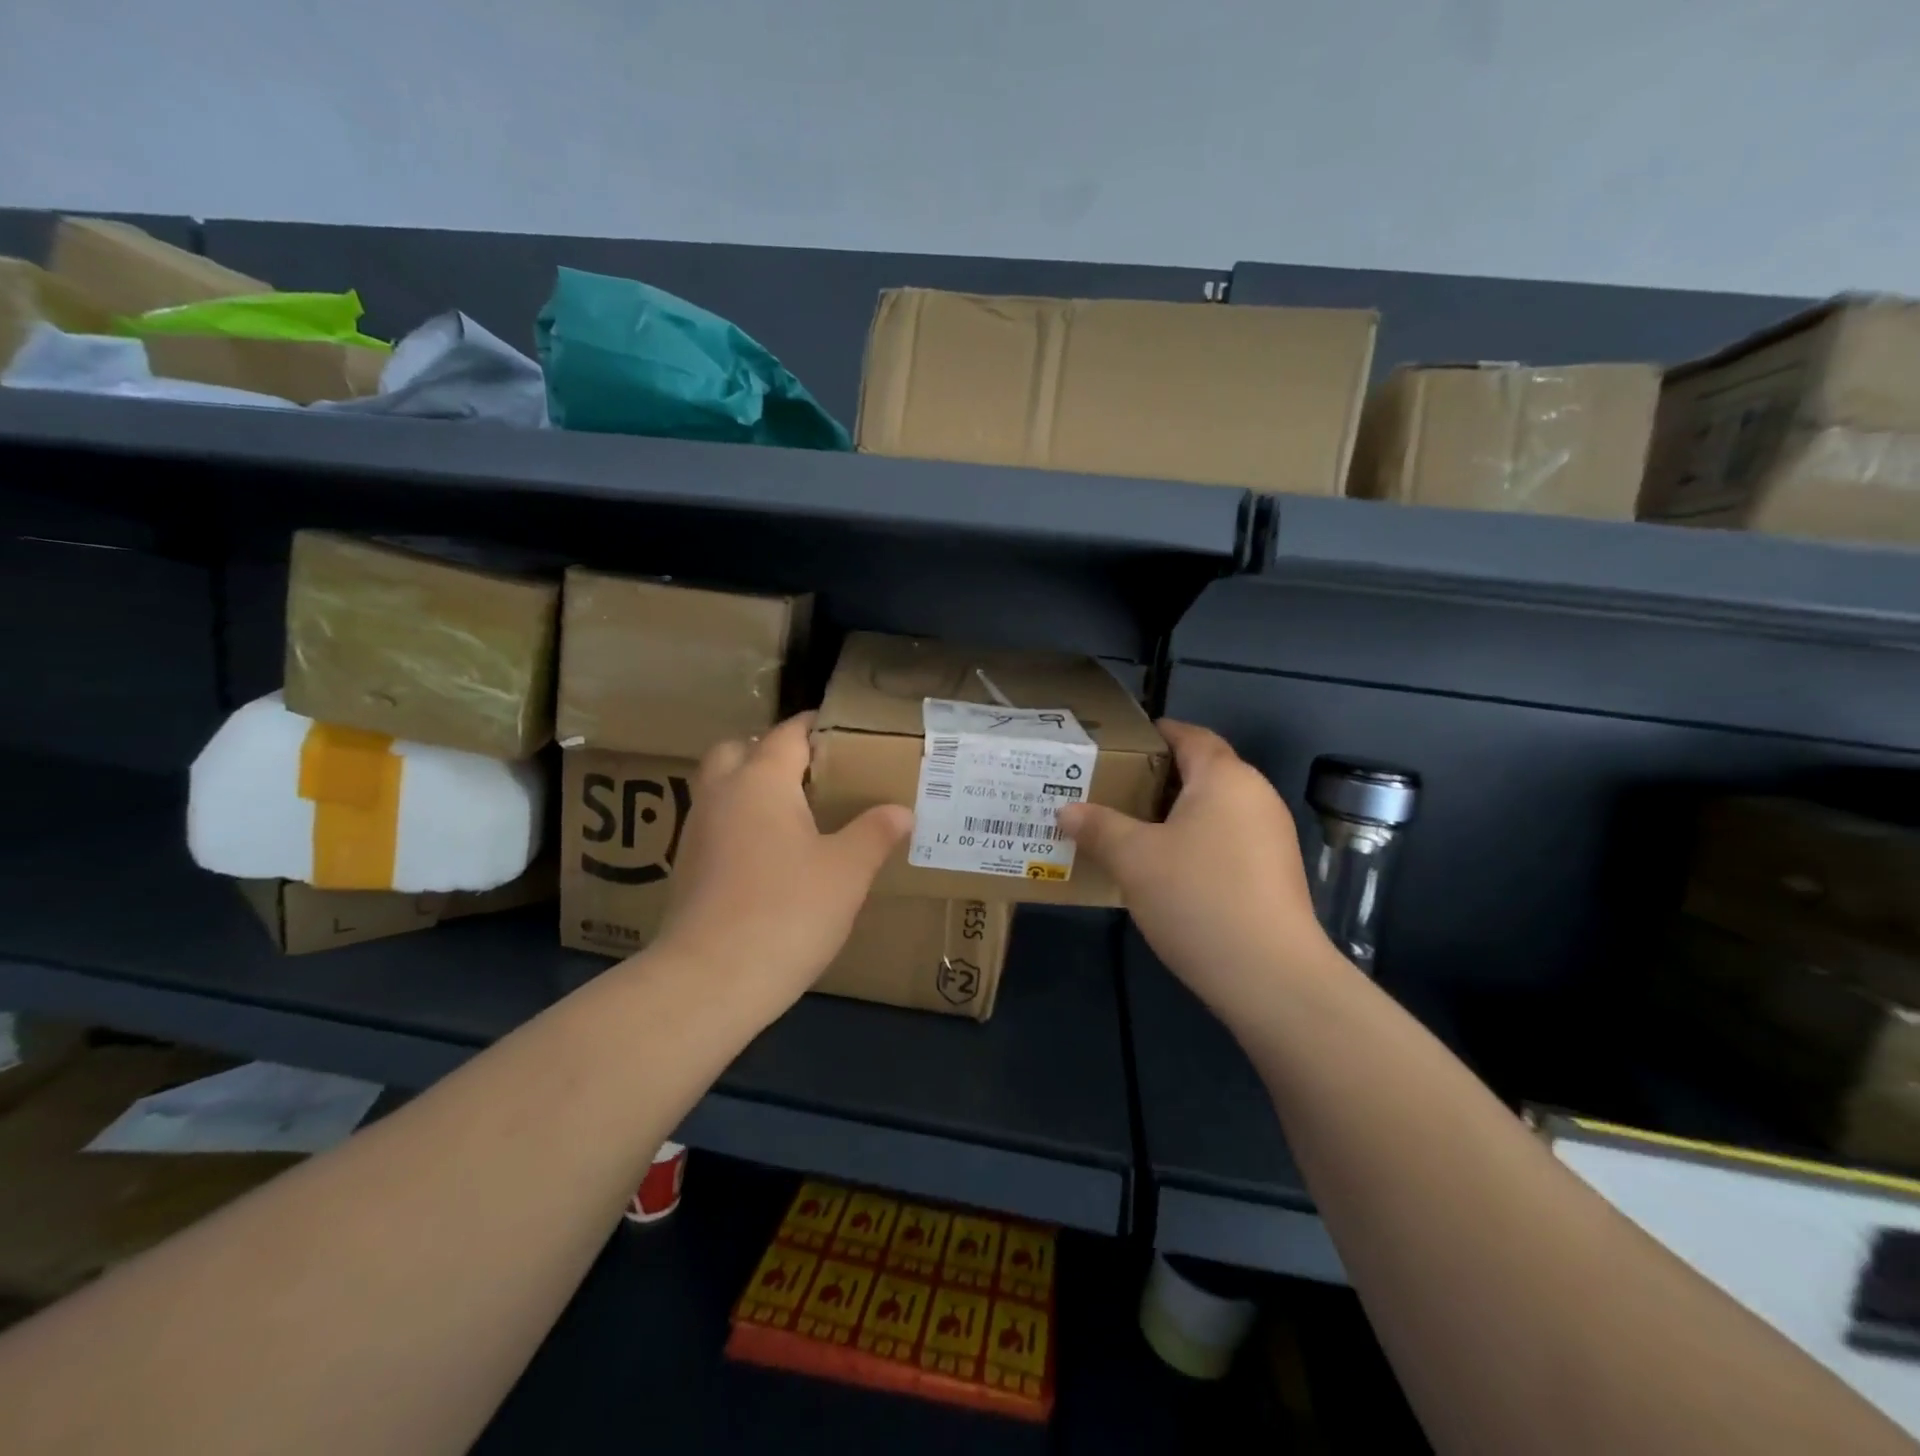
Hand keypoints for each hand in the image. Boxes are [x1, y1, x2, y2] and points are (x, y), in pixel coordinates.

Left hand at [650, 713, 911, 1018]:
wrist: (710, 980)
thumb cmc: (787, 911)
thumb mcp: (847, 871)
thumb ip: (875, 833)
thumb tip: (901, 811)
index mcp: (761, 780)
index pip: (788, 733)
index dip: (816, 727)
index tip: (843, 731)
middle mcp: (722, 794)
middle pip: (738, 749)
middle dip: (770, 750)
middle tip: (811, 772)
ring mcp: (697, 830)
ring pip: (720, 786)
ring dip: (749, 785)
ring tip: (794, 811)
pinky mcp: (686, 866)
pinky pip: (715, 822)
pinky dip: (738, 820)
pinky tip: (768, 853)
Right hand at [1059, 720, 1344, 1029]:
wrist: (1271, 977)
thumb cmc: (1198, 897)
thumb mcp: (1134, 859)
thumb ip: (1098, 827)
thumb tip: (1066, 811)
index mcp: (1225, 778)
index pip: (1190, 736)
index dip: (1156, 733)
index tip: (1120, 744)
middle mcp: (1255, 797)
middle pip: (1202, 772)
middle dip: (1156, 778)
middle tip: (1111, 790)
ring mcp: (1271, 837)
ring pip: (1214, 810)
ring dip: (1174, 814)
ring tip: (1129, 829)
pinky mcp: (1274, 874)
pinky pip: (1226, 840)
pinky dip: (1195, 842)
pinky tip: (1165, 869)